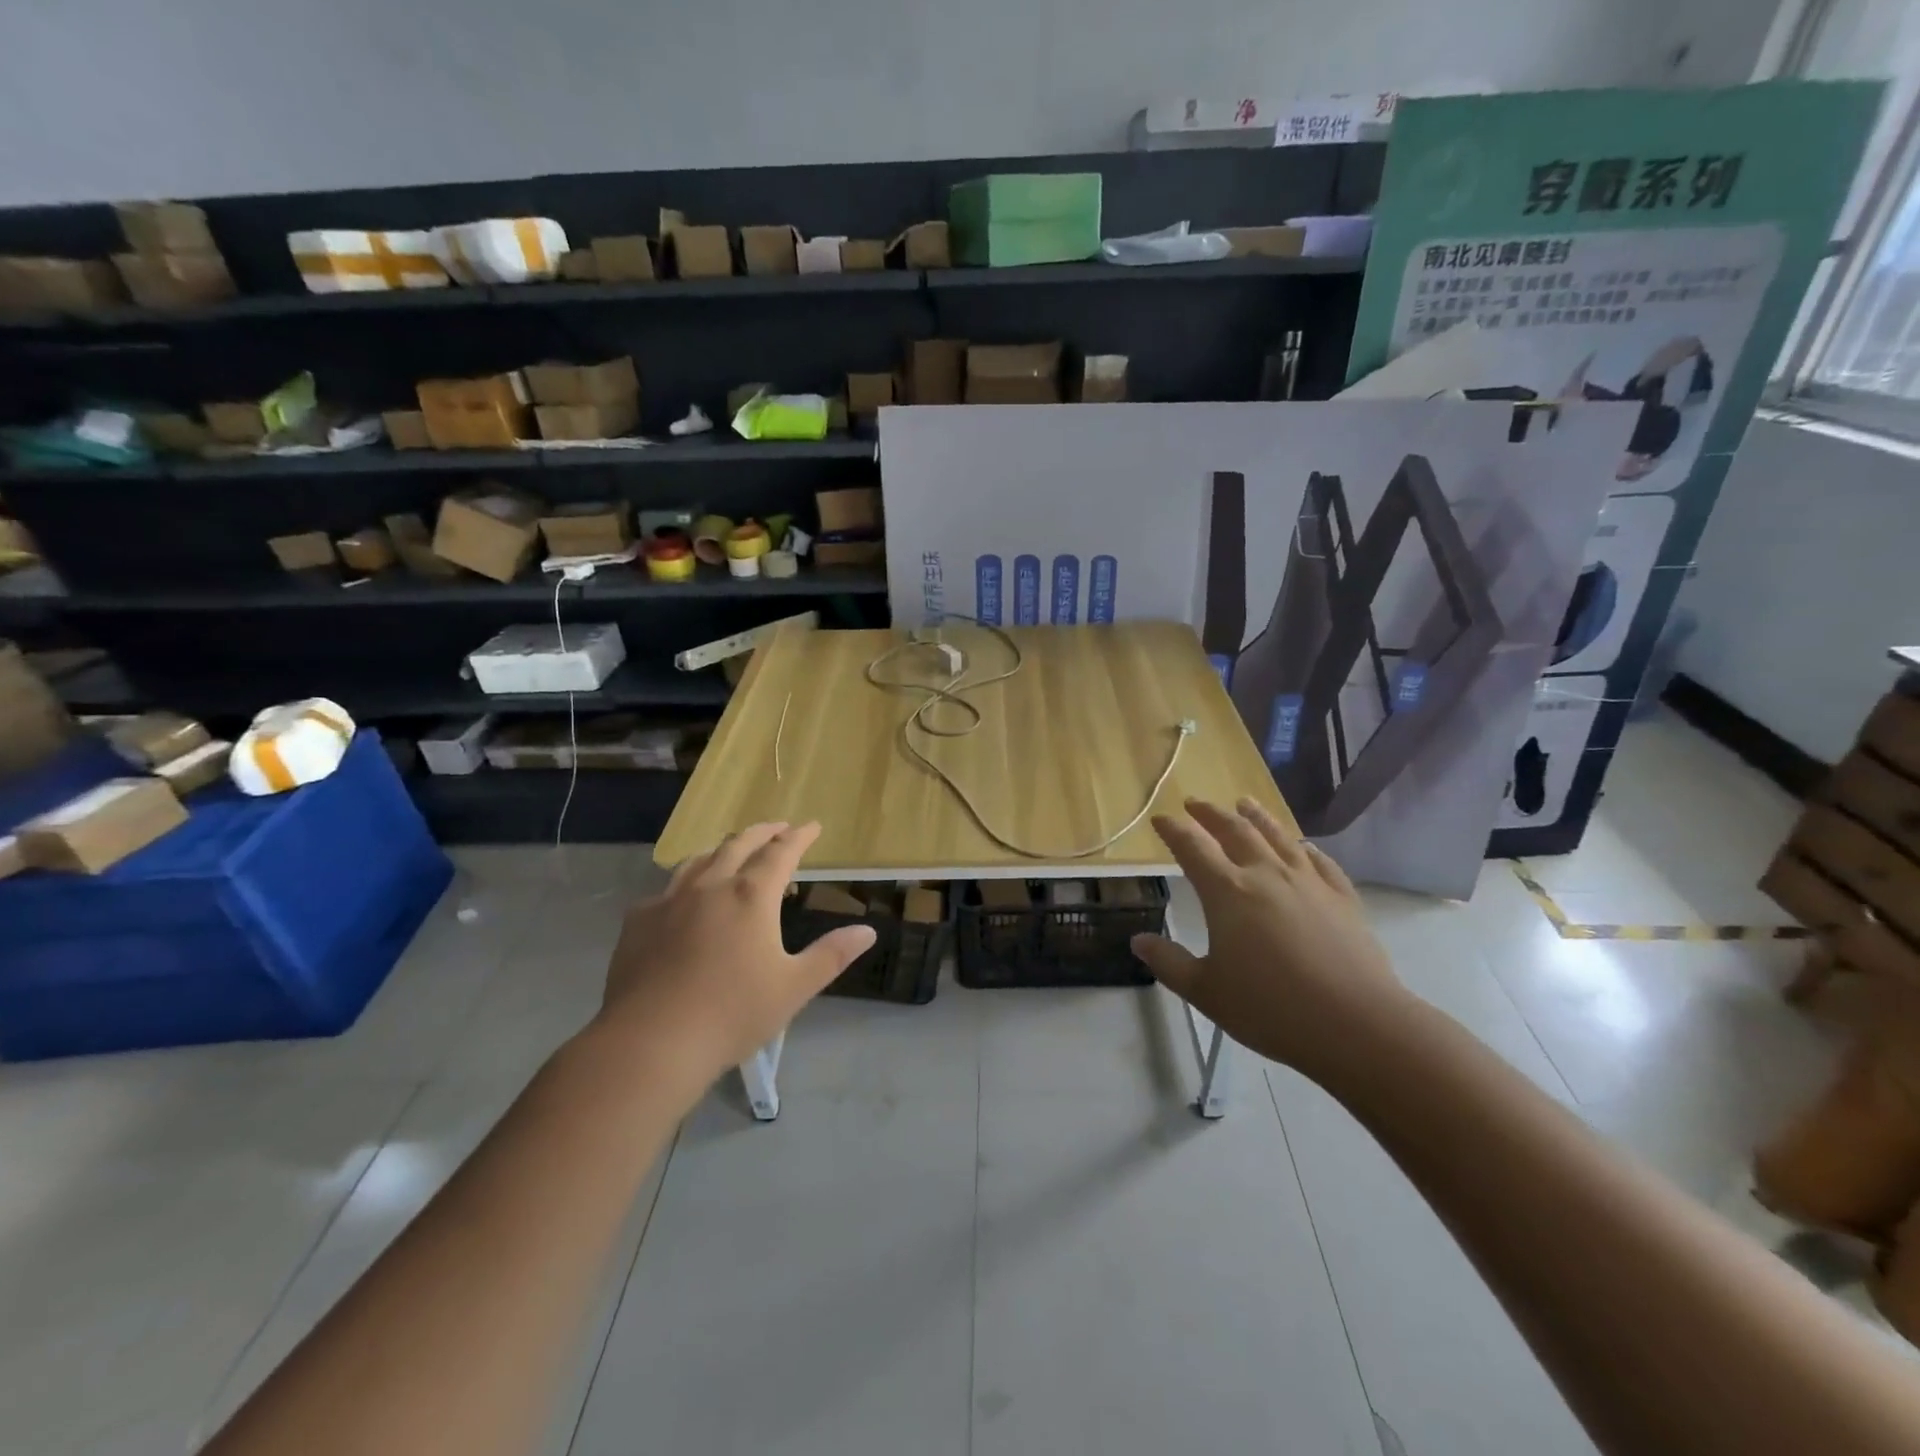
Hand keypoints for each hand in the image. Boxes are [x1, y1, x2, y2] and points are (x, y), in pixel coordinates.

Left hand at [593, 822, 875, 1088]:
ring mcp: (669, 901)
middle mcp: (710, 886)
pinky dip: (686, 882)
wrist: (650, 1043)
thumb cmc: (732, 1014)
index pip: (781, 852)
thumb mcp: (794, 988)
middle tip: (778, 828)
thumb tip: (867, 931)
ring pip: (699, 859)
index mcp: (751, 896)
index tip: (812, 826)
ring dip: (722, 849)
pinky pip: (666, 889)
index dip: (799, 836)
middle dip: (763, 832)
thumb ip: (831, 955)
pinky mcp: (638, 922)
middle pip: (738, 844)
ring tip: (732, 851)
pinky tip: (683, 899)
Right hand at [1130, 798, 1412, 1082]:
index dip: (1174, 830)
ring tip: (1245, 803)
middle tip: (1195, 802)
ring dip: (1257, 817)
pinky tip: (1304, 847)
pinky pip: (1321, 862)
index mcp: (1227, 892)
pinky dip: (1306, 849)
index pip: (1192, 848)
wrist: (1355, 1023)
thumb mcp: (1206, 991)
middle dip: (1211, 813)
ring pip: (1279, 836)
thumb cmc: (1270, 1008)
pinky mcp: (1342, 898)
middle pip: (1235, 831)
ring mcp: (1308, 882)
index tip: (1161, 819)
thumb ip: (1169, 963)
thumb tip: (1139, 940)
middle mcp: (1266, 875)